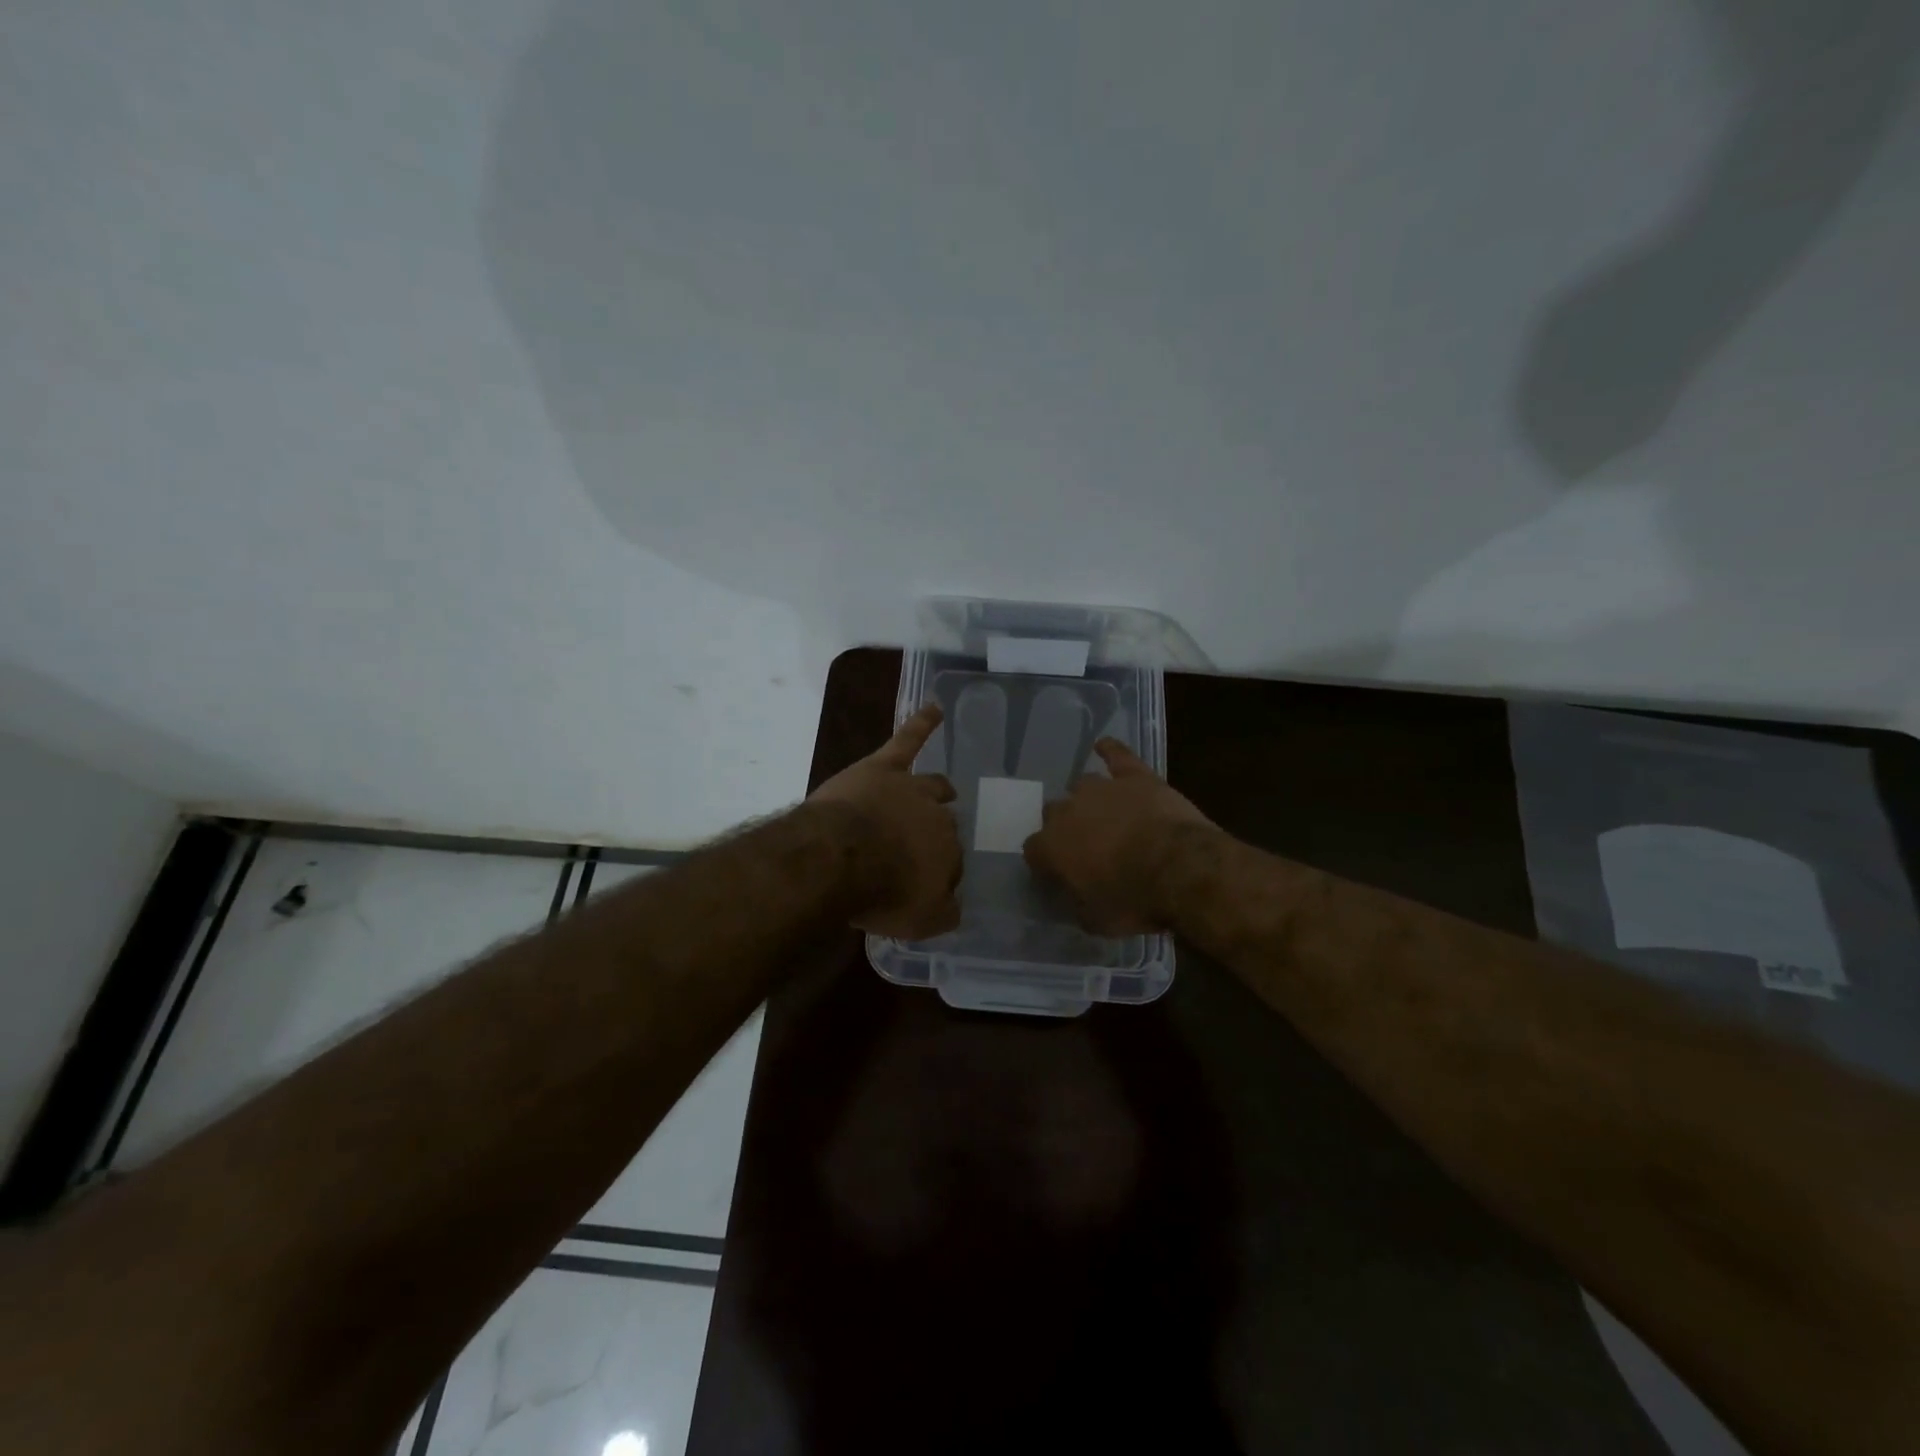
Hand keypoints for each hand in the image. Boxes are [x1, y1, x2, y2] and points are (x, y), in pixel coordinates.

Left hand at [809, 704, 962, 937]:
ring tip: (945, 790)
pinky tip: (935, 707)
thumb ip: (944, 913)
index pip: (951, 862)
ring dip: (938, 790)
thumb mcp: (919, 921)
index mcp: (948, 853)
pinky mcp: (883, 767)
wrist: (838, 858)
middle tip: (921, 848)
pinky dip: (922, 723)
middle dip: (935, 835)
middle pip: (942, 824)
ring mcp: (909, 789)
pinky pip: (907, 740)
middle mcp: (937, 818)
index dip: (938, 873)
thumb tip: (955, 906)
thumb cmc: (879, 893)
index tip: (923, 884)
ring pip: (932, 786)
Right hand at [1023, 739, 1215, 934]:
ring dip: (1088, 799)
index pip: (1033, 850)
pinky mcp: (1135, 776)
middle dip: (1065, 828)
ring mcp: (1102, 788)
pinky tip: (1103, 746)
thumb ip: (1077, 904)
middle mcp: (1068, 810)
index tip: (1056, 874)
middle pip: (1054, 813)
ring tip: (1103, 813)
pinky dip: (1110, 751)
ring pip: (1083, 785)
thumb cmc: (1134, 900)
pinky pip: (1117, 755)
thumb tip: (1074, 898)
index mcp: (1051, 846)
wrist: (1180, 867)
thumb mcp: (1096, 920)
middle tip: (1085, 846)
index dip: (1044, 862)